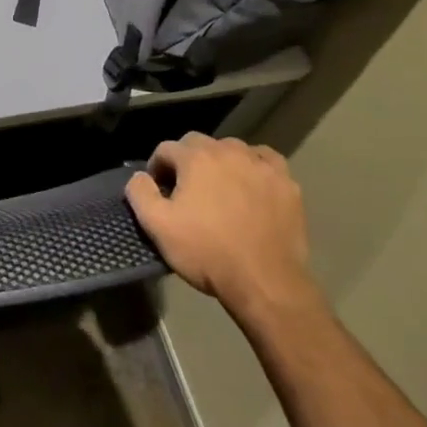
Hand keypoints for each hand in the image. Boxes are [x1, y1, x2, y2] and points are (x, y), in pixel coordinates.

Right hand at [126, 133, 323, 328]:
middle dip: (187, 161)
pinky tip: (251, 183)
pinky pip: (266, 160)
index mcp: (196, 158)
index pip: (167, 148)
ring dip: (220, 162)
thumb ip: (140, 193)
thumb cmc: (207, 252)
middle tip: (186, 191)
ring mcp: (261, 165)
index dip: (157, 168)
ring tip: (219, 188)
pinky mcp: (287, 183)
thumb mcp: (158, 226)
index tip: (159, 191)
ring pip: (233, 149)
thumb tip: (139, 176)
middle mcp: (229, 151)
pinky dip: (255, 166)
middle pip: (199, 143)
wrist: (265, 283)